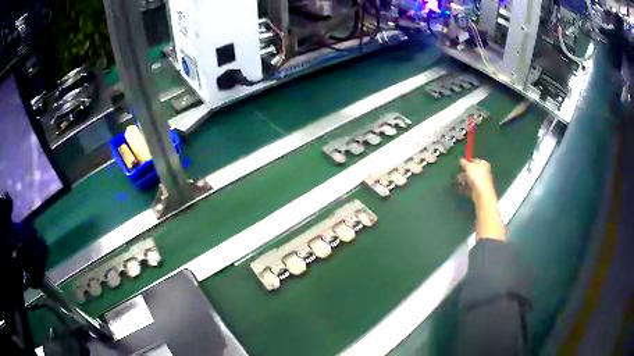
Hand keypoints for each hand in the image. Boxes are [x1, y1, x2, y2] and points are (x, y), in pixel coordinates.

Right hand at [458, 158, 496, 203]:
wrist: (481, 192)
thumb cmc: (476, 176)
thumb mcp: (468, 166)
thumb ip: (464, 162)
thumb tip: (461, 160)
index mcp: (483, 163)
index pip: (474, 161)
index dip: (467, 162)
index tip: (461, 165)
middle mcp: (483, 171)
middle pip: (472, 170)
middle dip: (464, 172)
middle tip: (458, 174)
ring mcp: (481, 181)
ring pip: (471, 179)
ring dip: (464, 179)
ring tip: (458, 181)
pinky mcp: (478, 189)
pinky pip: (470, 186)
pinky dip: (465, 186)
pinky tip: (461, 187)